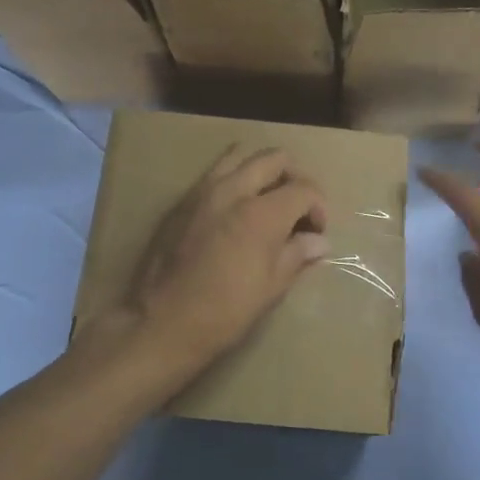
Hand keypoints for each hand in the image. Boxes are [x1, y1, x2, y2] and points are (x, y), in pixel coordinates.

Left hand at [114, 146, 329, 376]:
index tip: (317, 232)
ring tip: (266, 201)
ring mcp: (202, 192)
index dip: (319, 207)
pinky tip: (234, 214)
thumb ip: (297, 255)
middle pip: (274, 159)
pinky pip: (214, 174)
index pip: (304, 189)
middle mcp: (233, 190)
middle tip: (297, 209)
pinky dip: (233, 181)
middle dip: (294, 178)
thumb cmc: (225, 312)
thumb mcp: (271, 288)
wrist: (161, 323)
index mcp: (262, 213)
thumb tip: (319, 242)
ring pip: (240, 156)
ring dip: (261, 171)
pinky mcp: (181, 202)